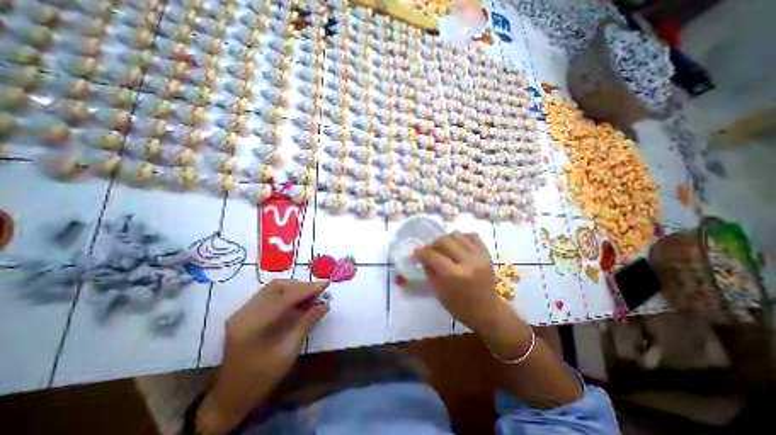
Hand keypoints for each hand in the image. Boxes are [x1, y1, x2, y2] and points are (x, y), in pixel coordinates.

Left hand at [197, 281, 328, 431]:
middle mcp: (245, 313)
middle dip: (301, 286)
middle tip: (319, 291)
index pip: (285, 298)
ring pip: (272, 288)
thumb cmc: (262, 379)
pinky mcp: (243, 313)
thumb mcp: (289, 352)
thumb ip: (306, 323)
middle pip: (277, 287)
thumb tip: (324, 304)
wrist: (231, 397)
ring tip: (311, 295)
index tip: (326, 283)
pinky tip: (297, 300)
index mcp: (254, 326)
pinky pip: (267, 294)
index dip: (308, 289)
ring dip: (294, 288)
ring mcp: (242, 312)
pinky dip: (285, 293)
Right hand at [415, 235, 499, 332]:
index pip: (433, 255)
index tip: (416, 251)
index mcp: (455, 275)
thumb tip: (422, 256)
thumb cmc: (460, 306)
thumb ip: (429, 270)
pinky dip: (461, 237)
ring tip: (443, 248)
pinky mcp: (487, 253)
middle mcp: (468, 262)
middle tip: (429, 250)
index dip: (422, 252)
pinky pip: (472, 235)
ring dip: (446, 239)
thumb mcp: (439, 292)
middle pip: (444, 240)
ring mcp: (480, 255)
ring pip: (457, 234)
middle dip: (432, 244)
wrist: (488, 311)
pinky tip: (457, 246)